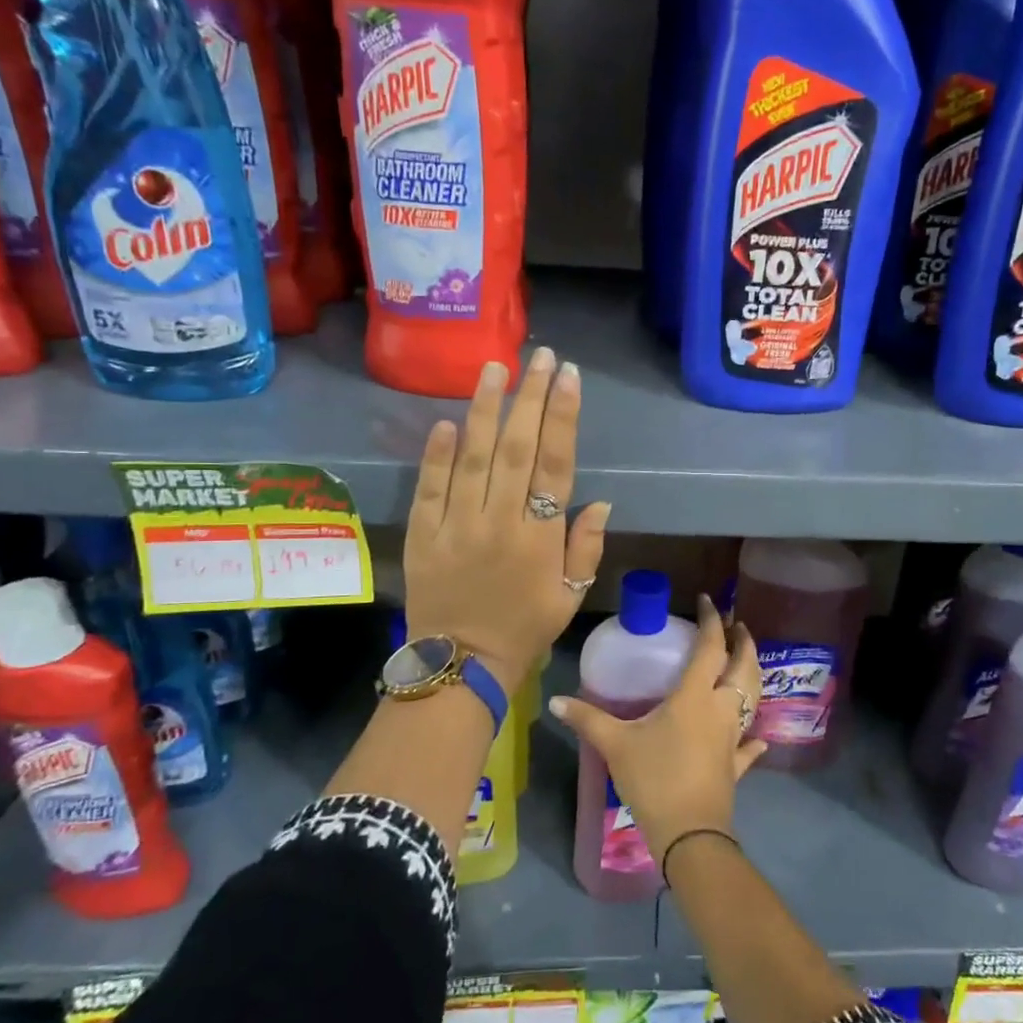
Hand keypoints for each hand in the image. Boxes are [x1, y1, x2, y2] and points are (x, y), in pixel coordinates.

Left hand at [404, 349, 609, 688]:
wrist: (459, 665)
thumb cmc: (524, 630)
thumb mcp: (569, 596)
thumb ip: (585, 548)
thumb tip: (599, 500)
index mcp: (540, 538)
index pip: (556, 465)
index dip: (564, 417)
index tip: (569, 377)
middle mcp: (500, 522)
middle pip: (517, 448)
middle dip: (530, 398)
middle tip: (540, 357)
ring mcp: (457, 525)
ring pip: (472, 457)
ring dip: (485, 409)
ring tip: (495, 368)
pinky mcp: (423, 533)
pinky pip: (429, 487)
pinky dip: (436, 453)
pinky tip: (447, 421)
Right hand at [551, 596, 765, 866]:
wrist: (689, 835)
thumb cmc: (654, 779)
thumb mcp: (615, 745)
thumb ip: (587, 719)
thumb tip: (555, 700)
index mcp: (695, 696)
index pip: (710, 647)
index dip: (712, 621)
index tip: (709, 600)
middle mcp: (721, 710)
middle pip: (743, 668)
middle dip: (743, 643)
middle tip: (738, 626)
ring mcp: (733, 738)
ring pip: (752, 699)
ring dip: (752, 676)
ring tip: (746, 662)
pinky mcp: (735, 766)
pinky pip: (749, 746)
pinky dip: (754, 737)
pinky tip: (758, 737)